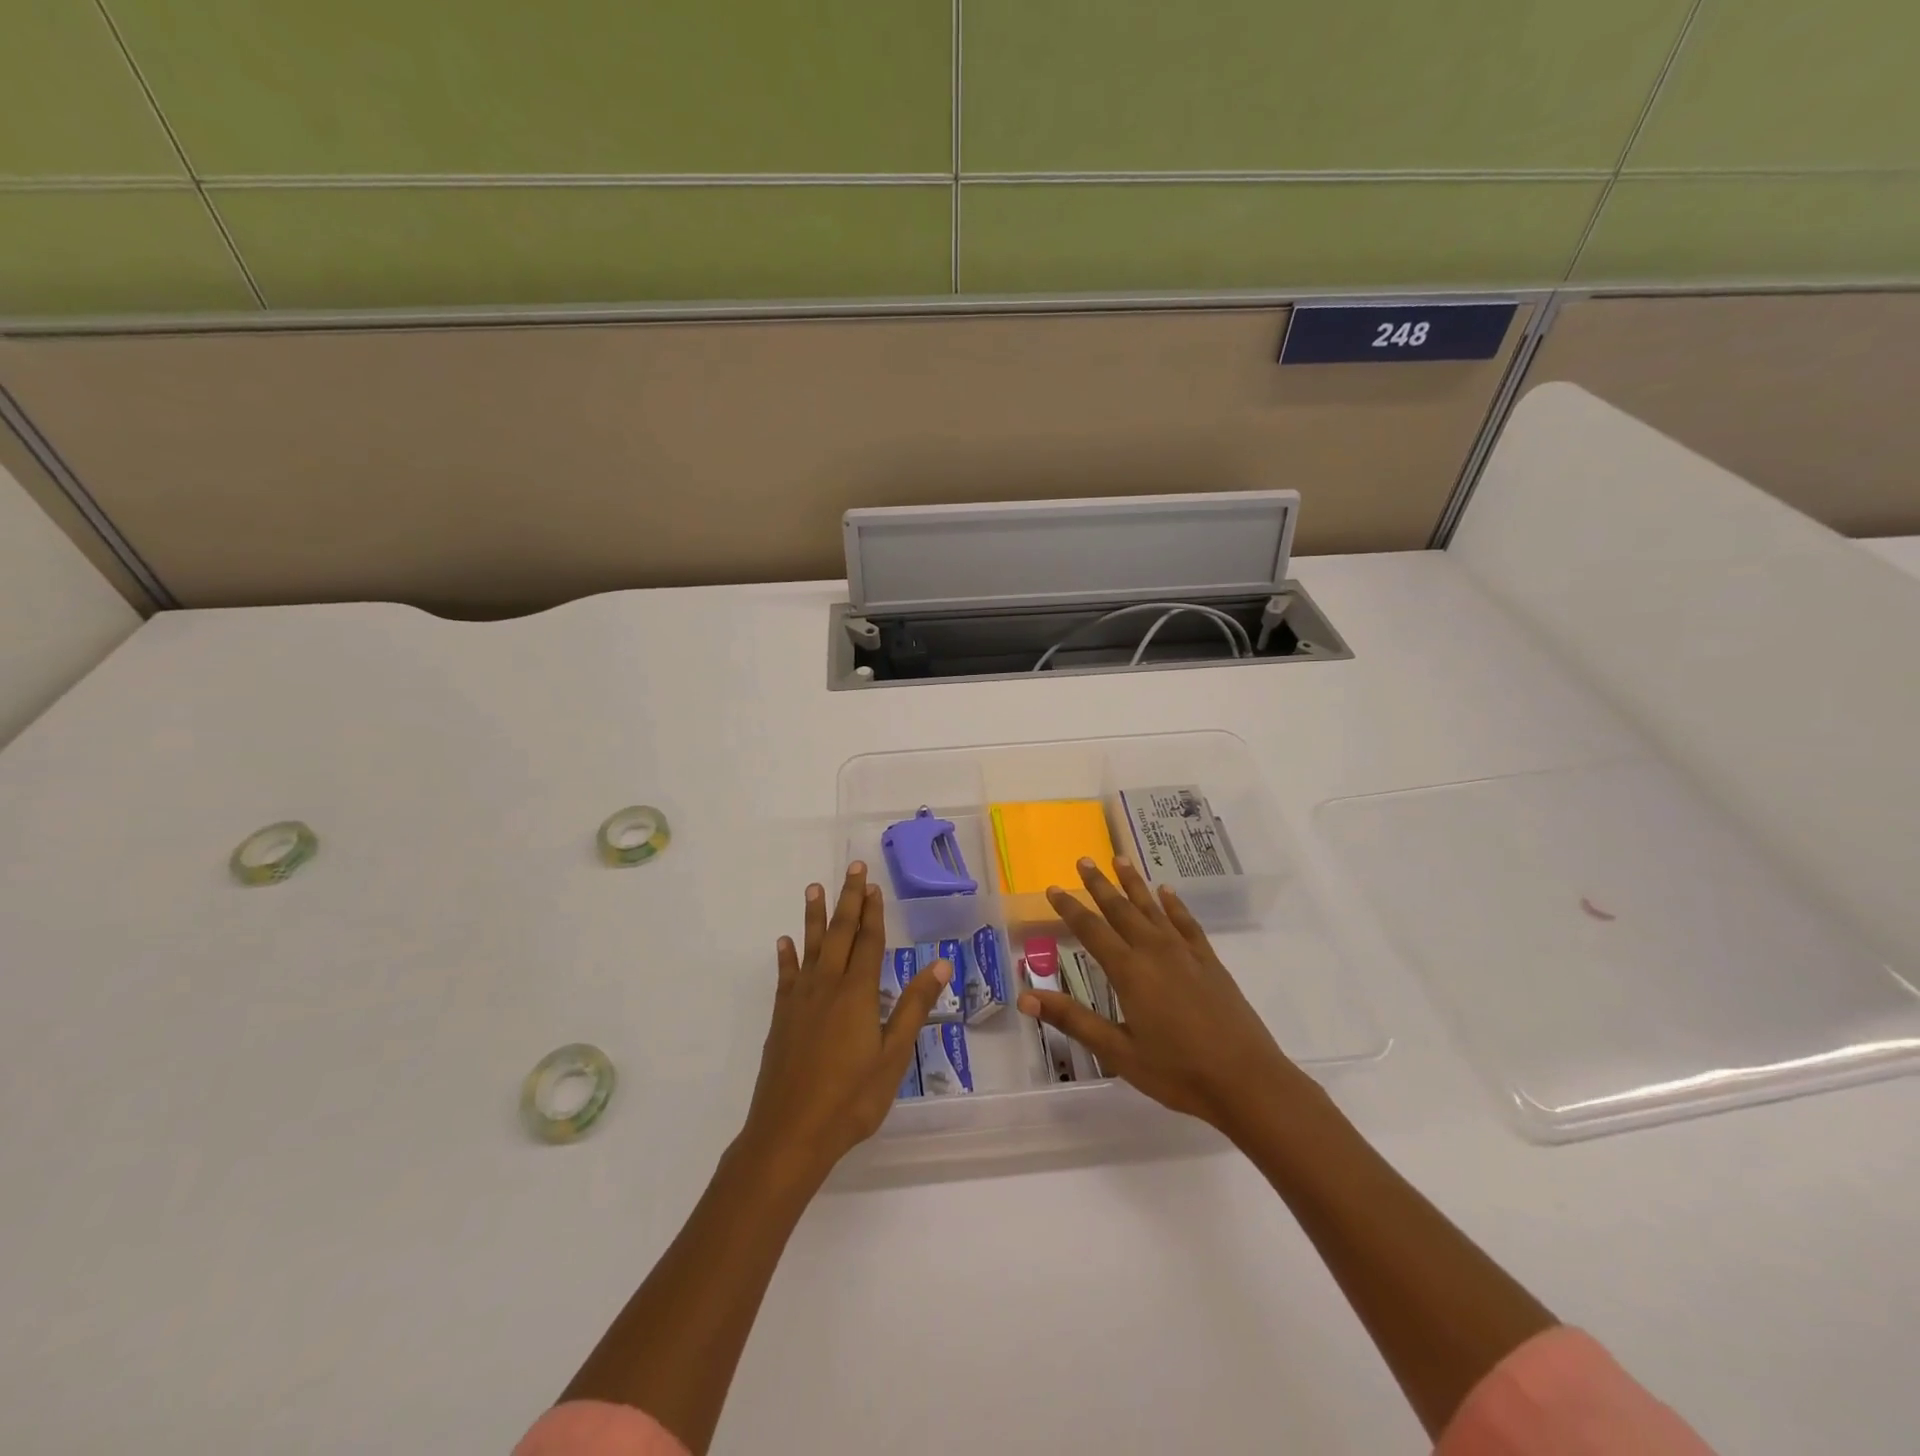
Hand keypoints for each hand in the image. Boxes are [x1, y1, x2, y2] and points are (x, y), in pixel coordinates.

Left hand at [739, 863, 951, 1187]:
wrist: (790, 1134)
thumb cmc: (851, 1099)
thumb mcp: (893, 1056)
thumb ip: (914, 1007)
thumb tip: (941, 965)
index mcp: (858, 993)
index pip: (869, 942)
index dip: (873, 912)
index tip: (874, 885)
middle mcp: (827, 986)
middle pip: (840, 934)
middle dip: (848, 899)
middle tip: (852, 868)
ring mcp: (800, 1000)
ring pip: (810, 947)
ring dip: (814, 916)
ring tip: (814, 888)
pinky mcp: (781, 1018)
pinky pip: (786, 976)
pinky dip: (786, 956)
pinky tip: (784, 942)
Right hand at [1020, 856, 1316, 1136]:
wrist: (1247, 1081)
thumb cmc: (1177, 1071)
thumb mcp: (1117, 1051)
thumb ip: (1073, 1019)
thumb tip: (1025, 997)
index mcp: (1129, 971)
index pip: (1091, 930)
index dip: (1069, 908)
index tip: (1053, 888)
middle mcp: (1154, 951)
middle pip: (1121, 909)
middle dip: (1099, 884)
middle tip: (1084, 860)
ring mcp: (1185, 953)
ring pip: (1153, 907)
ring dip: (1134, 883)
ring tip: (1120, 859)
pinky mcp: (1209, 961)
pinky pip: (1186, 923)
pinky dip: (1174, 905)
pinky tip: (1166, 892)